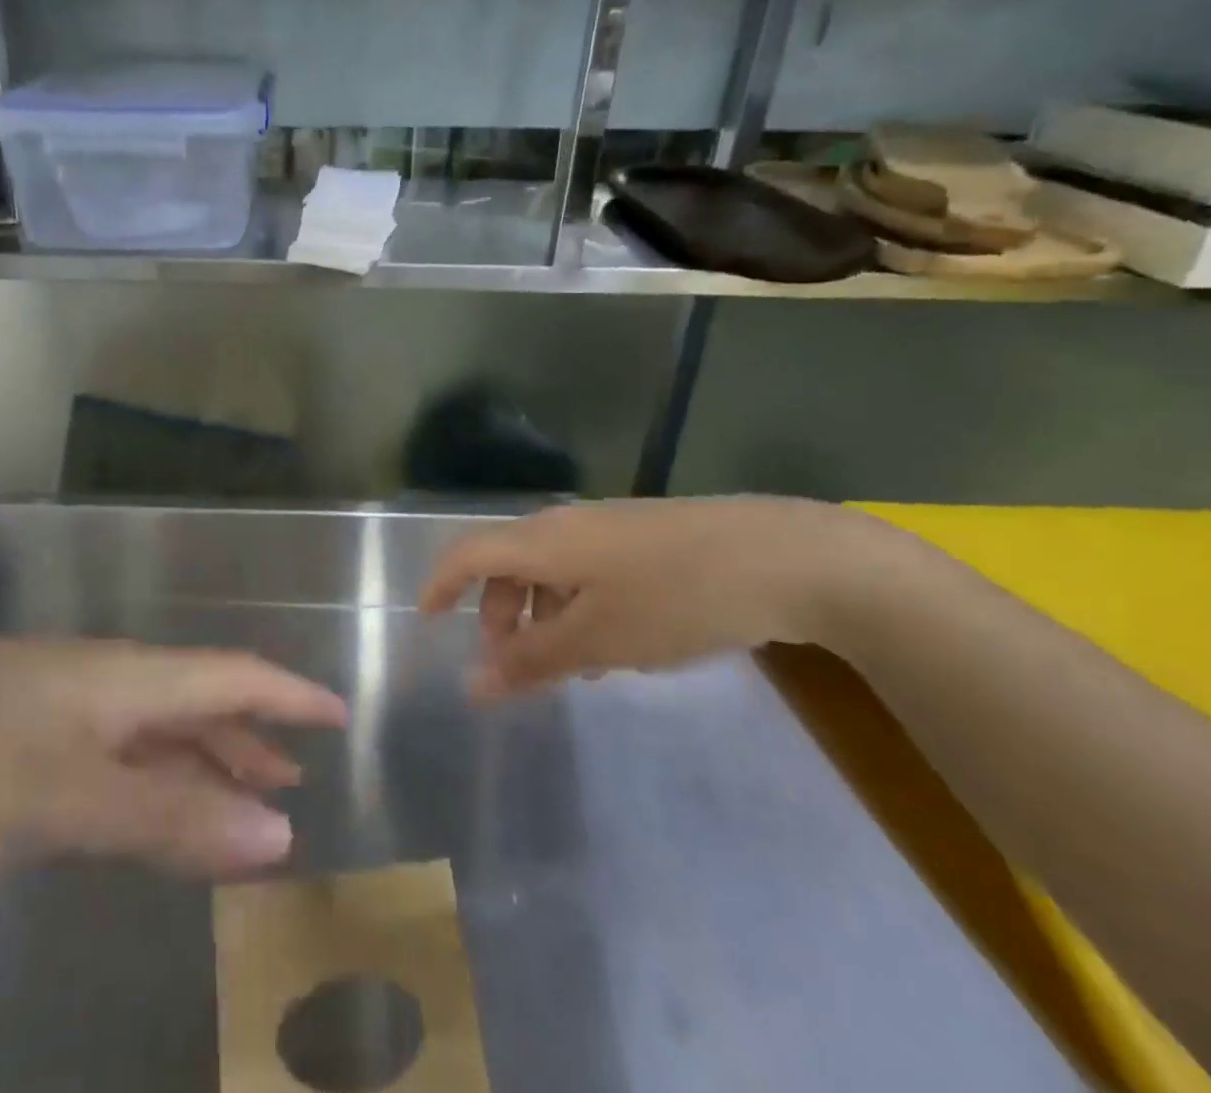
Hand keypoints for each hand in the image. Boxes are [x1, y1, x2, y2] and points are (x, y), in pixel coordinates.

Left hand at [0, 637, 348, 876]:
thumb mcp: (67, 799)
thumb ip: (172, 819)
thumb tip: (280, 834)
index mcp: (125, 679)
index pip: (233, 676)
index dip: (289, 696)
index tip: (338, 716)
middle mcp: (102, 680)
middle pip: (197, 702)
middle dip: (250, 739)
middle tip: (292, 781)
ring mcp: (56, 701)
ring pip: (151, 728)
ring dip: (199, 761)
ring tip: (237, 797)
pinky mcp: (17, 729)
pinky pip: (109, 749)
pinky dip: (145, 778)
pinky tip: (140, 802)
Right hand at [418, 497, 902, 697]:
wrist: (784, 556)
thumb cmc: (676, 598)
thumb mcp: (598, 639)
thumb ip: (532, 661)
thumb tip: (473, 685)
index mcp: (543, 540)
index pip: (468, 553)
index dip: (440, 584)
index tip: (426, 623)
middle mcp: (566, 525)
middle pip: (508, 563)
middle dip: (497, 613)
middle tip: (511, 666)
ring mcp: (608, 528)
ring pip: (550, 570)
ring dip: (541, 615)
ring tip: (569, 668)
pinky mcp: (643, 538)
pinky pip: (587, 570)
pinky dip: (578, 607)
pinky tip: (614, 645)